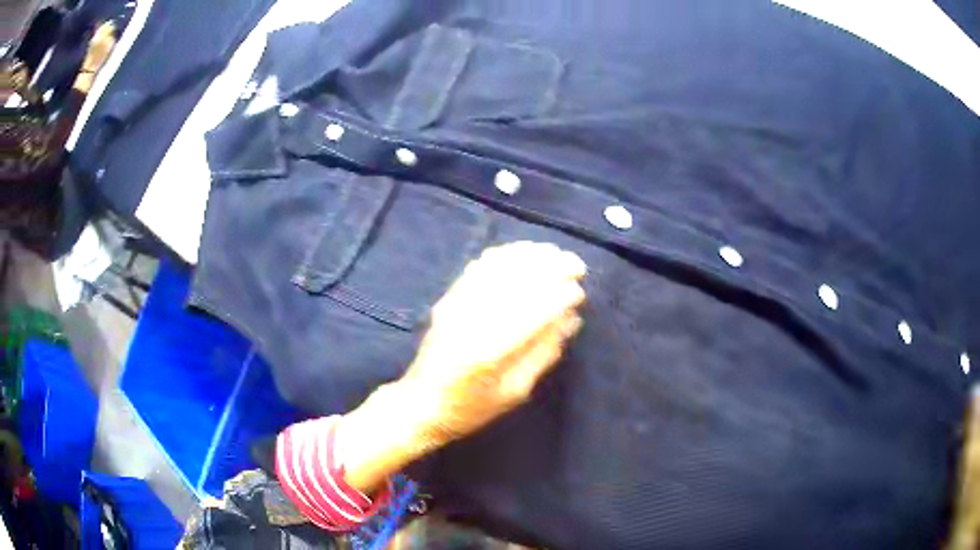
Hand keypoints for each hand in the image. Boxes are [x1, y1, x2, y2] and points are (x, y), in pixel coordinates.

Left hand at [338, 242, 586, 492]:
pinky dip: (504, 255)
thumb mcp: (515, 392)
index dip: (560, 296)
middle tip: (576, 266)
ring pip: (497, 267)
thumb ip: (544, 353)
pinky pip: (478, 268)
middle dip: (550, 267)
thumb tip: (571, 319)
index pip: (532, 312)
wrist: (421, 404)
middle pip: (516, 281)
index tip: (579, 292)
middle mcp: (470, 321)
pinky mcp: (447, 299)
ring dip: (529, 255)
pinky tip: (523, 252)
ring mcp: (455, 306)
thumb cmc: (472, 408)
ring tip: (555, 253)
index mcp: (489, 351)